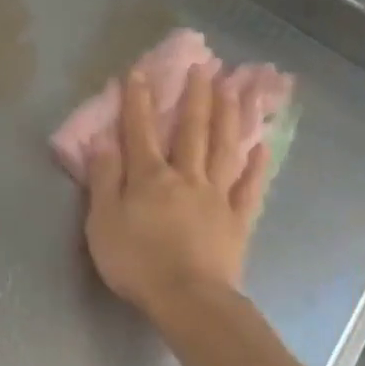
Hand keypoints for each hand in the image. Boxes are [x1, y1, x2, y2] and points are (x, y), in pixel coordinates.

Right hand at [85, 64, 270, 320]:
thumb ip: (104, 180)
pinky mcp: (237, 220)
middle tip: (203, 66)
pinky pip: (249, 187)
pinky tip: (262, 145)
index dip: (139, 101)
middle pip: (191, 130)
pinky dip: (257, 165)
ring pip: (224, 148)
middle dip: (195, 96)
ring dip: (230, 116)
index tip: (140, 71)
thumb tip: (101, 142)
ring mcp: (216, 196)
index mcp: (150, 177)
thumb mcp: (103, 222)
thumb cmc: (137, 262)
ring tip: (236, 88)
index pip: (141, 131)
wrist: (188, 299)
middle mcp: (186, 177)